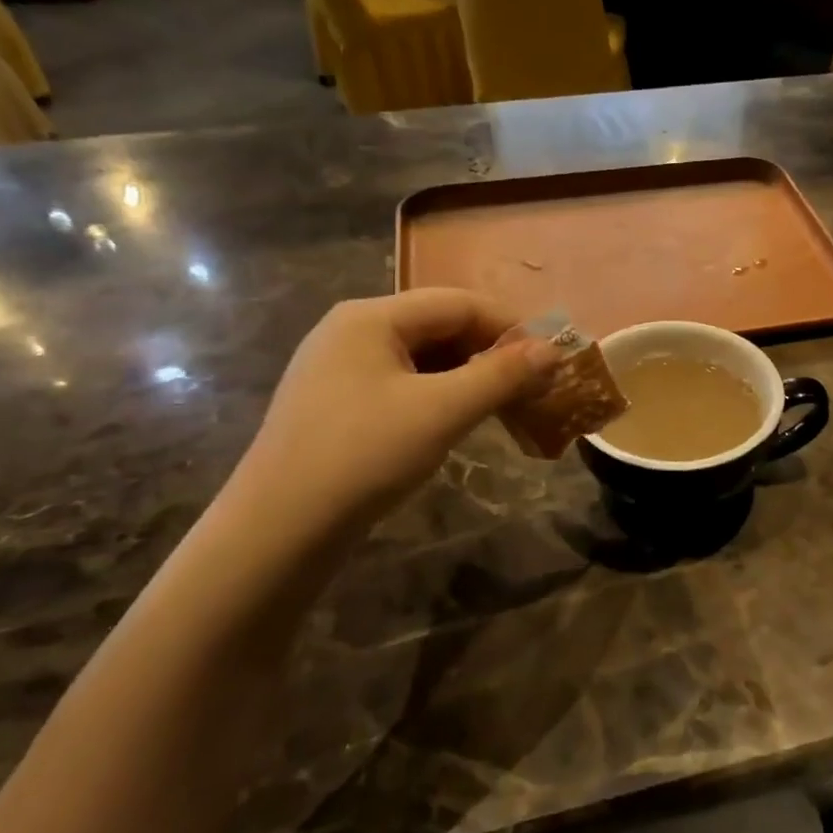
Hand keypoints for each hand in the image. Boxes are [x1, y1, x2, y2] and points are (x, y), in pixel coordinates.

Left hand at [241, 290, 557, 525]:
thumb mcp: (442, 411)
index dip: (510, 327)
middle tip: (533, 388)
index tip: (551, 358)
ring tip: (505, 407)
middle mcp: (352, 331)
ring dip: (469, 378)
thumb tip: (553, 350)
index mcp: (372, 317)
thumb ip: (501, 375)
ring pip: (422, 359)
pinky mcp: (337, 404)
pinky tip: (459, 422)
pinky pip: (403, 385)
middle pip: (439, 327)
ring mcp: (340, 368)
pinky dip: (440, 397)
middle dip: (491, 354)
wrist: (279, 529)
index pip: (458, 303)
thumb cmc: (364, 456)